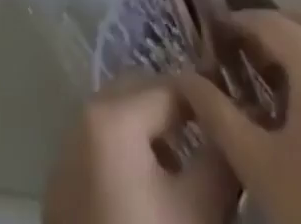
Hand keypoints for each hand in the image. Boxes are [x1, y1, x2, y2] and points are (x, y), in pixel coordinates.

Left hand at [43, 74, 240, 223]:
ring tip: (190, 170)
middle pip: (141, 95)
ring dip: (155, 135)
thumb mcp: (202, 211)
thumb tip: (234, 129)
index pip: (173, 88)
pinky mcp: (62, 190)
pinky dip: (131, 158)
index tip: (239, 119)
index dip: (210, 103)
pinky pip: (102, 151)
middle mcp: (82, 119)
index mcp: (112, 116)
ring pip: (121, 121)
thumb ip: (222, 157)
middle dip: (179, 113)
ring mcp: (66, 154)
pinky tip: (157, 196)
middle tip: (216, 140)